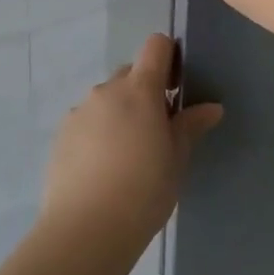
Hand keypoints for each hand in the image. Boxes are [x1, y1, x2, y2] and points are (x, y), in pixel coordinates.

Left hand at [40, 33, 221, 247]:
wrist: (86, 228)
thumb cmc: (144, 190)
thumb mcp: (176, 160)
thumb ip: (190, 126)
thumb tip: (212, 107)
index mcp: (139, 89)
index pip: (155, 46)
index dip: (168, 58)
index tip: (175, 89)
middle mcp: (106, 90)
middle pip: (130, 73)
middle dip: (144, 92)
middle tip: (155, 132)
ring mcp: (80, 110)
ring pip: (106, 99)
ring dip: (119, 113)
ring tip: (126, 157)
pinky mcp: (61, 134)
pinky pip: (86, 121)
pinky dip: (97, 133)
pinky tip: (102, 169)